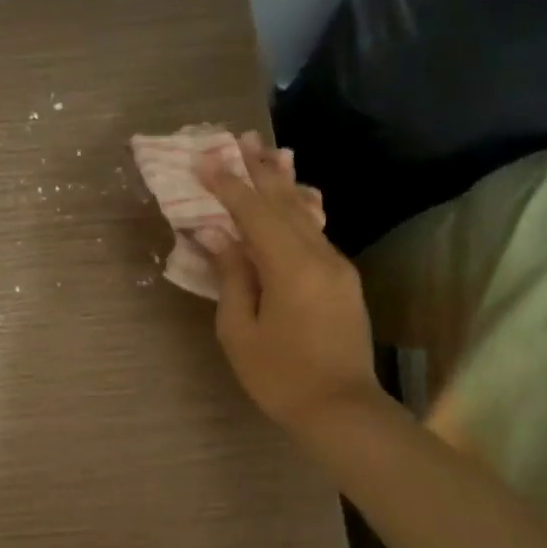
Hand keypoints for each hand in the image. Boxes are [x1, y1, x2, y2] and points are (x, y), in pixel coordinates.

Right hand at [192, 132, 379, 437]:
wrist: (342, 410)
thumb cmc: (280, 376)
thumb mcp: (240, 330)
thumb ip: (231, 276)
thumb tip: (217, 233)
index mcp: (291, 268)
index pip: (254, 213)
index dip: (227, 184)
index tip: (204, 158)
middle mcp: (320, 256)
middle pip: (285, 202)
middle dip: (259, 169)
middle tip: (240, 137)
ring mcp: (336, 266)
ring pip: (304, 213)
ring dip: (281, 183)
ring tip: (267, 152)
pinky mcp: (342, 279)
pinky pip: (313, 232)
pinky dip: (295, 209)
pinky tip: (291, 198)